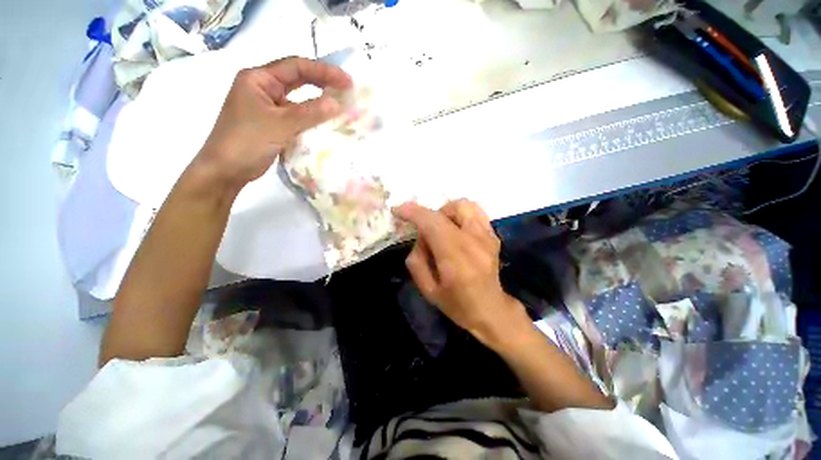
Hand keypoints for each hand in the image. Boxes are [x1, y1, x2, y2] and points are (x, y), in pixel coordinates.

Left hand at [197, 57, 352, 188]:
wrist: (226, 170)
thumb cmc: (246, 142)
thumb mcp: (280, 125)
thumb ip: (309, 113)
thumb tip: (337, 103)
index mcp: (258, 79)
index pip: (295, 67)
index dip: (324, 71)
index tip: (347, 81)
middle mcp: (263, 88)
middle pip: (297, 79)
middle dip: (323, 83)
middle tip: (347, 89)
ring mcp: (268, 107)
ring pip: (298, 100)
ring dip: (318, 102)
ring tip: (340, 105)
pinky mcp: (274, 124)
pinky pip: (297, 116)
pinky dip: (312, 118)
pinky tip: (326, 123)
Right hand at [393, 200, 530, 348]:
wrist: (491, 310)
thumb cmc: (457, 304)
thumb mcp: (427, 290)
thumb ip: (416, 260)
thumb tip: (419, 237)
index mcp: (456, 257)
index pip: (432, 223)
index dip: (413, 212)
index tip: (397, 210)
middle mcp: (475, 241)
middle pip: (450, 208)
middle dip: (431, 215)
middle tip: (427, 233)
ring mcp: (488, 236)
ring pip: (465, 205)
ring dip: (447, 212)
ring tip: (443, 230)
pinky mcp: (494, 235)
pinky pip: (476, 212)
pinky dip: (461, 215)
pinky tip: (457, 232)